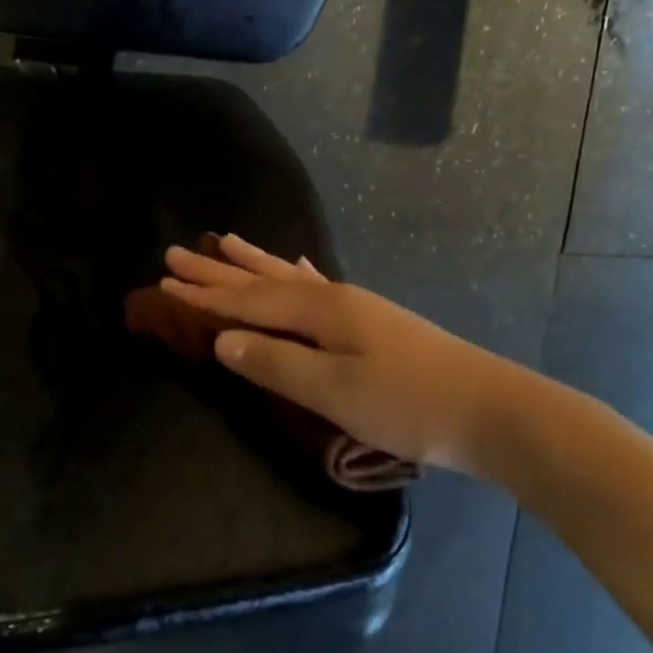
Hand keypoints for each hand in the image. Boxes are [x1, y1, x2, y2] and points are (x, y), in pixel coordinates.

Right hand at [159, 234, 556, 476]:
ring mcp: (354, 305)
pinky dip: (295, 273)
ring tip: (225, 242)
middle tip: (176, 252)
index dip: (203, 294)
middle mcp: (331, 296)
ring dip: (253, 263)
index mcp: (317, 310)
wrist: (490, 410)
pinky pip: (315, 284)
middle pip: (261, 279)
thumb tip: (222, 342)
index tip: (162, 281)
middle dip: (217, 270)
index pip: (245, 300)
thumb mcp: (333, 392)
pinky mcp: (371, 321)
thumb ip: (275, 364)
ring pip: (288, 276)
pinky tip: (297, 264)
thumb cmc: (407, 404)